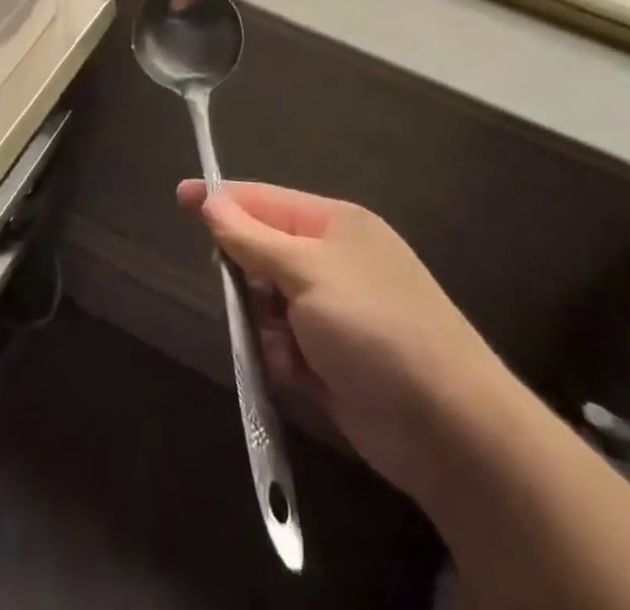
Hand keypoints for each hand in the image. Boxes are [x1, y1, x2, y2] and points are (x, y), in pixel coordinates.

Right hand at [177, 179, 508, 489]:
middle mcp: (333, 261)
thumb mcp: (306, 272)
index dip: (221, 199)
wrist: (450, 430)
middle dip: (245, 274)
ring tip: (281, 346)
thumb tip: (210, 200)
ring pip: (267, 302)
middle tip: (240, 296)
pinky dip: (281, 358)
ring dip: (263, 323)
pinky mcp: (334, 359)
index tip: (179, 198)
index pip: (263, 200)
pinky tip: (297, 375)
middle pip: (262, 251)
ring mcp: (335, 312)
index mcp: (334, 225)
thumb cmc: (374, 328)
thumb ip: (251, 238)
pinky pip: (283, 344)